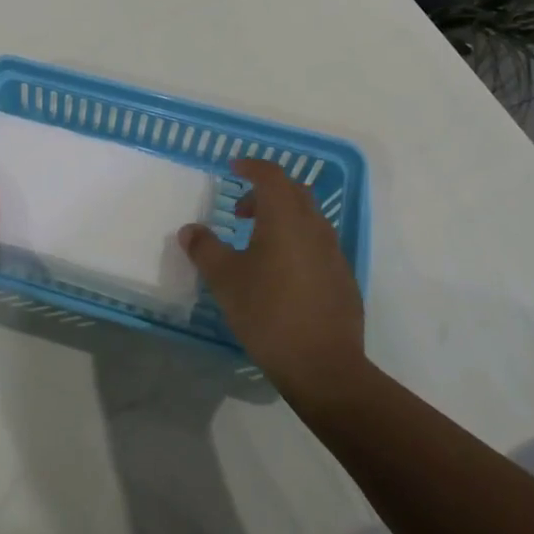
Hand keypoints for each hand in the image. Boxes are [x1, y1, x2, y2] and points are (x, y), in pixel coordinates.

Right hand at [179, 159, 365, 391]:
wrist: (324, 366)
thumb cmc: (268, 313)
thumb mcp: (225, 280)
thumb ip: (205, 249)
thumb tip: (190, 230)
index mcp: (285, 218)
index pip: (271, 175)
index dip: (251, 166)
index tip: (233, 168)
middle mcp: (314, 227)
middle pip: (293, 192)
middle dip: (266, 192)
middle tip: (241, 212)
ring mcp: (334, 253)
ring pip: (308, 218)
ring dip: (282, 218)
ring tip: (257, 244)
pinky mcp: (343, 278)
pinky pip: (317, 244)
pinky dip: (297, 241)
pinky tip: (280, 274)